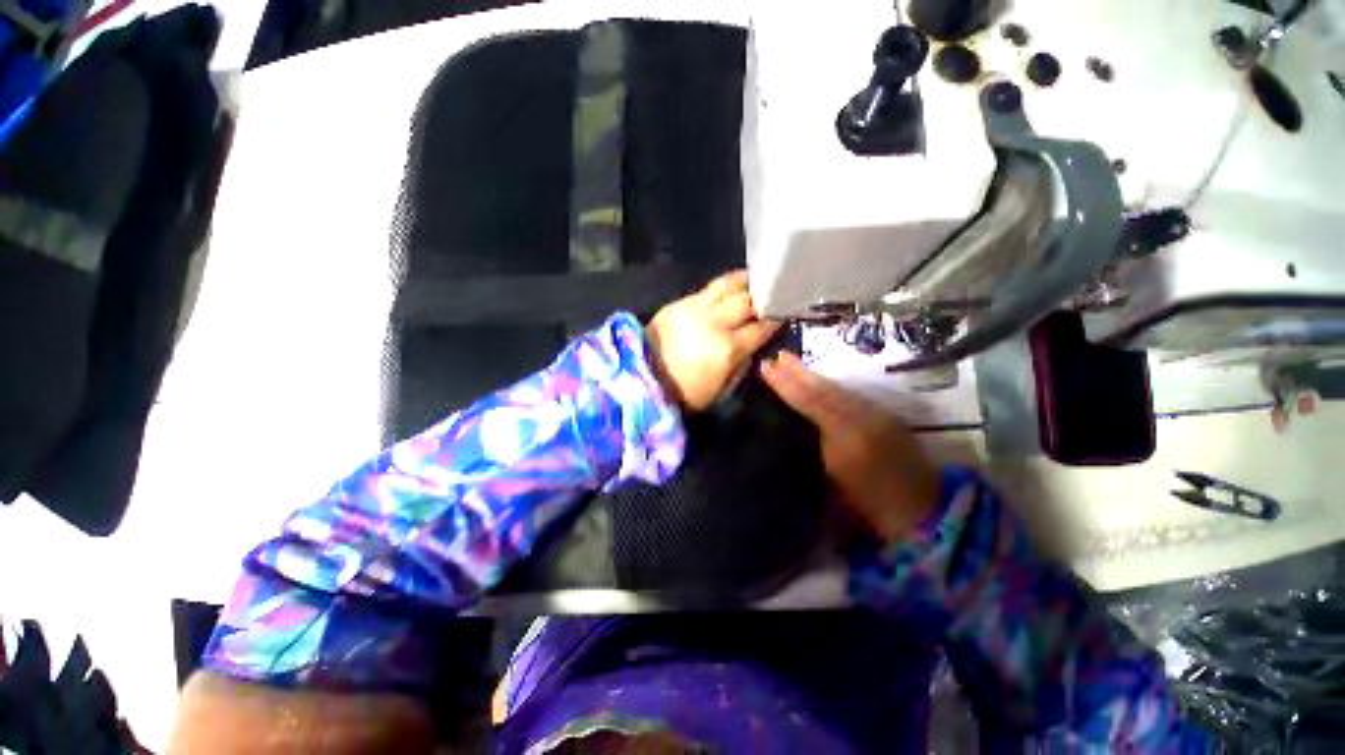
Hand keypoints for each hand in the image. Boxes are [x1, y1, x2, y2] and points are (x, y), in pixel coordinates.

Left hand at [647, 270, 780, 410]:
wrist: (643, 378)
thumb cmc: (685, 393)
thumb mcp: (721, 389)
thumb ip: (742, 364)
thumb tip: (753, 345)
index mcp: (728, 348)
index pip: (761, 327)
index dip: (776, 320)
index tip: (785, 314)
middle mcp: (715, 321)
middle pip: (748, 300)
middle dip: (765, 296)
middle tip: (774, 295)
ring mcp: (695, 307)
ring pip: (728, 284)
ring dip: (746, 281)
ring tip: (756, 280)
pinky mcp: (680, 302)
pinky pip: (708, 288)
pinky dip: (725, 286)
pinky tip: (731, 288)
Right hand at [761, 351, 939, 544]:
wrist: (922, 514)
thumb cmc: (869, 507)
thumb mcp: (831, 486)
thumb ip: (814, 449)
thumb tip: (793, 423)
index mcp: (846, 436)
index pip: (810, 401)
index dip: (787, 385)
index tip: (765, 367)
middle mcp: (862, 418)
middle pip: (824, 390)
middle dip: (798, 372)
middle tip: (777, 356)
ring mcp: (876, 416)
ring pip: (837, 390)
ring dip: (813, 375)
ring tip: (793, 362)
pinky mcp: (885, 417)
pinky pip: (850, 395)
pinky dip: (831, 386)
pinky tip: (820, 381)